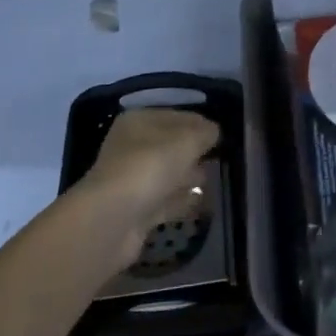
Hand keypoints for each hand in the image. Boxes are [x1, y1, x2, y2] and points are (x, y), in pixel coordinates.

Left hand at [76, 108, 220, 271]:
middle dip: (194, 151)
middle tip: (219, 157)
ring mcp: (132, 180)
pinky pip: (165, 200)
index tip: (222, 134)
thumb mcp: (187, 141)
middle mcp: (132, 147)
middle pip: (170, 146)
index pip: (176, 116)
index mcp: (139, 121)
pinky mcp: (136, 210)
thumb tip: (214, 131)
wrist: (113, 219)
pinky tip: (201, 202)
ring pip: (168, 174)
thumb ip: (205, 132)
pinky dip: (182, 201)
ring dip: (188, 177)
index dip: (199, 123)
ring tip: (212, 181)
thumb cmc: (150, 166)